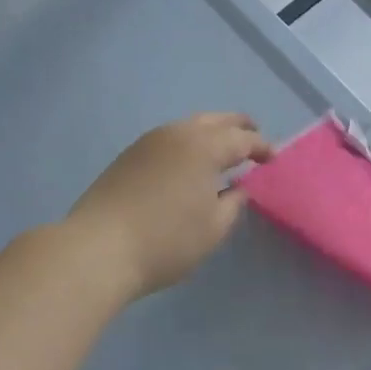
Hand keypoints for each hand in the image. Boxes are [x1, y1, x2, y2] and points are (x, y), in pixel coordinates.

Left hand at [67, 113, 272, 297]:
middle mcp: (178, 133)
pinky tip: (189, 162)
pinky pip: (170, 137)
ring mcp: (149, 141)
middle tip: (254, 137)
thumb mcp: (214, 228)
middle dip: (238, 127)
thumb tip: (239, 187)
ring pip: (189, 125)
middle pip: (216, 120)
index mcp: (204, 146)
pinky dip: (188, 142)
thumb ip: (234, 203)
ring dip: (211, 132)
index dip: (262, 147)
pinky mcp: (129, 155)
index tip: (273, 159)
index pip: (243, 139)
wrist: (97, 249)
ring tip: (222, 150)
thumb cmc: (166, 241)